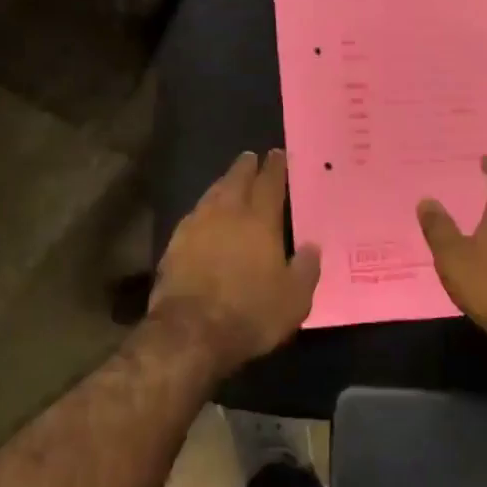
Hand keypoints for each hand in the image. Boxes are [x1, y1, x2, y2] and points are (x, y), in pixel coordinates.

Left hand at [149, 149, 320, 375]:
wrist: (190, 331)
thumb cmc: (250, 313)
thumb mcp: (294, 299)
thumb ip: (306, 269)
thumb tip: (312, 246)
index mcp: (260, 221)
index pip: (269, 184)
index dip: (275, 167)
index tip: (277, 154)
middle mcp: (227, 214)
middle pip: (237, 180)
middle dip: (246, 167)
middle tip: (251, 157)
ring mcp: (197, 226)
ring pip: (212, 194)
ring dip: (223, 183)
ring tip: (229, 180)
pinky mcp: (175, 243)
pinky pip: (194, 215)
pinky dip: (204, 208)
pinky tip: (204, 215)